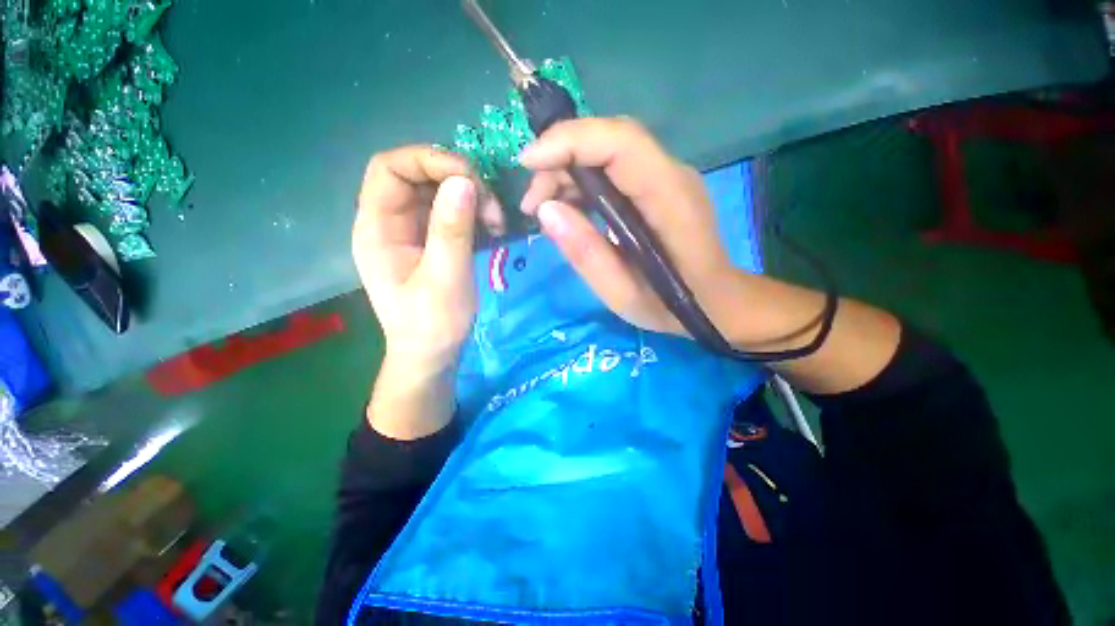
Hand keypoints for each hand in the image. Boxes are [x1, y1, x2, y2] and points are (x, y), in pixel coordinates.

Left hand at [353, 146, 500, 373]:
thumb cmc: (432, 324)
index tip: (470, 179)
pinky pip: (450, 213)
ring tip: (497, 221)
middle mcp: (389, 223)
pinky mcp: (430, 242)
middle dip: (458, 181)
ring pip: (438, 192)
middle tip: (492, 207)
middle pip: (417, 176)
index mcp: (377, 228)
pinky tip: (491, 228)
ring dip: (471, 198)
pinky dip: (473, 214)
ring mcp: (411, 232)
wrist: (431, 355)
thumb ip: (451, 231)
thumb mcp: (445, 279)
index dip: (428, 160)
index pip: (390, 168)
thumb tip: (464, 181)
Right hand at [518, 117, 735, 334]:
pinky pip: (614, 170)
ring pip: (608, 152)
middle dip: (561, 159)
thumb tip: (546, 211)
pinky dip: (583, 183)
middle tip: (532, 203)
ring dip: (568, 172)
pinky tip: (567, 211)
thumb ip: (587, 254)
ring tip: (542, 210)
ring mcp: (667, 177)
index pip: (621, 143)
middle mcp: (672, 175)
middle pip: (610, 140)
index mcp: (670, 200)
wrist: (716, 302)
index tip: (528, 164)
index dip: (570, 141)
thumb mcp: (623, 295)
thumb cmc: (673, 306)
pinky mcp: (657, 187)